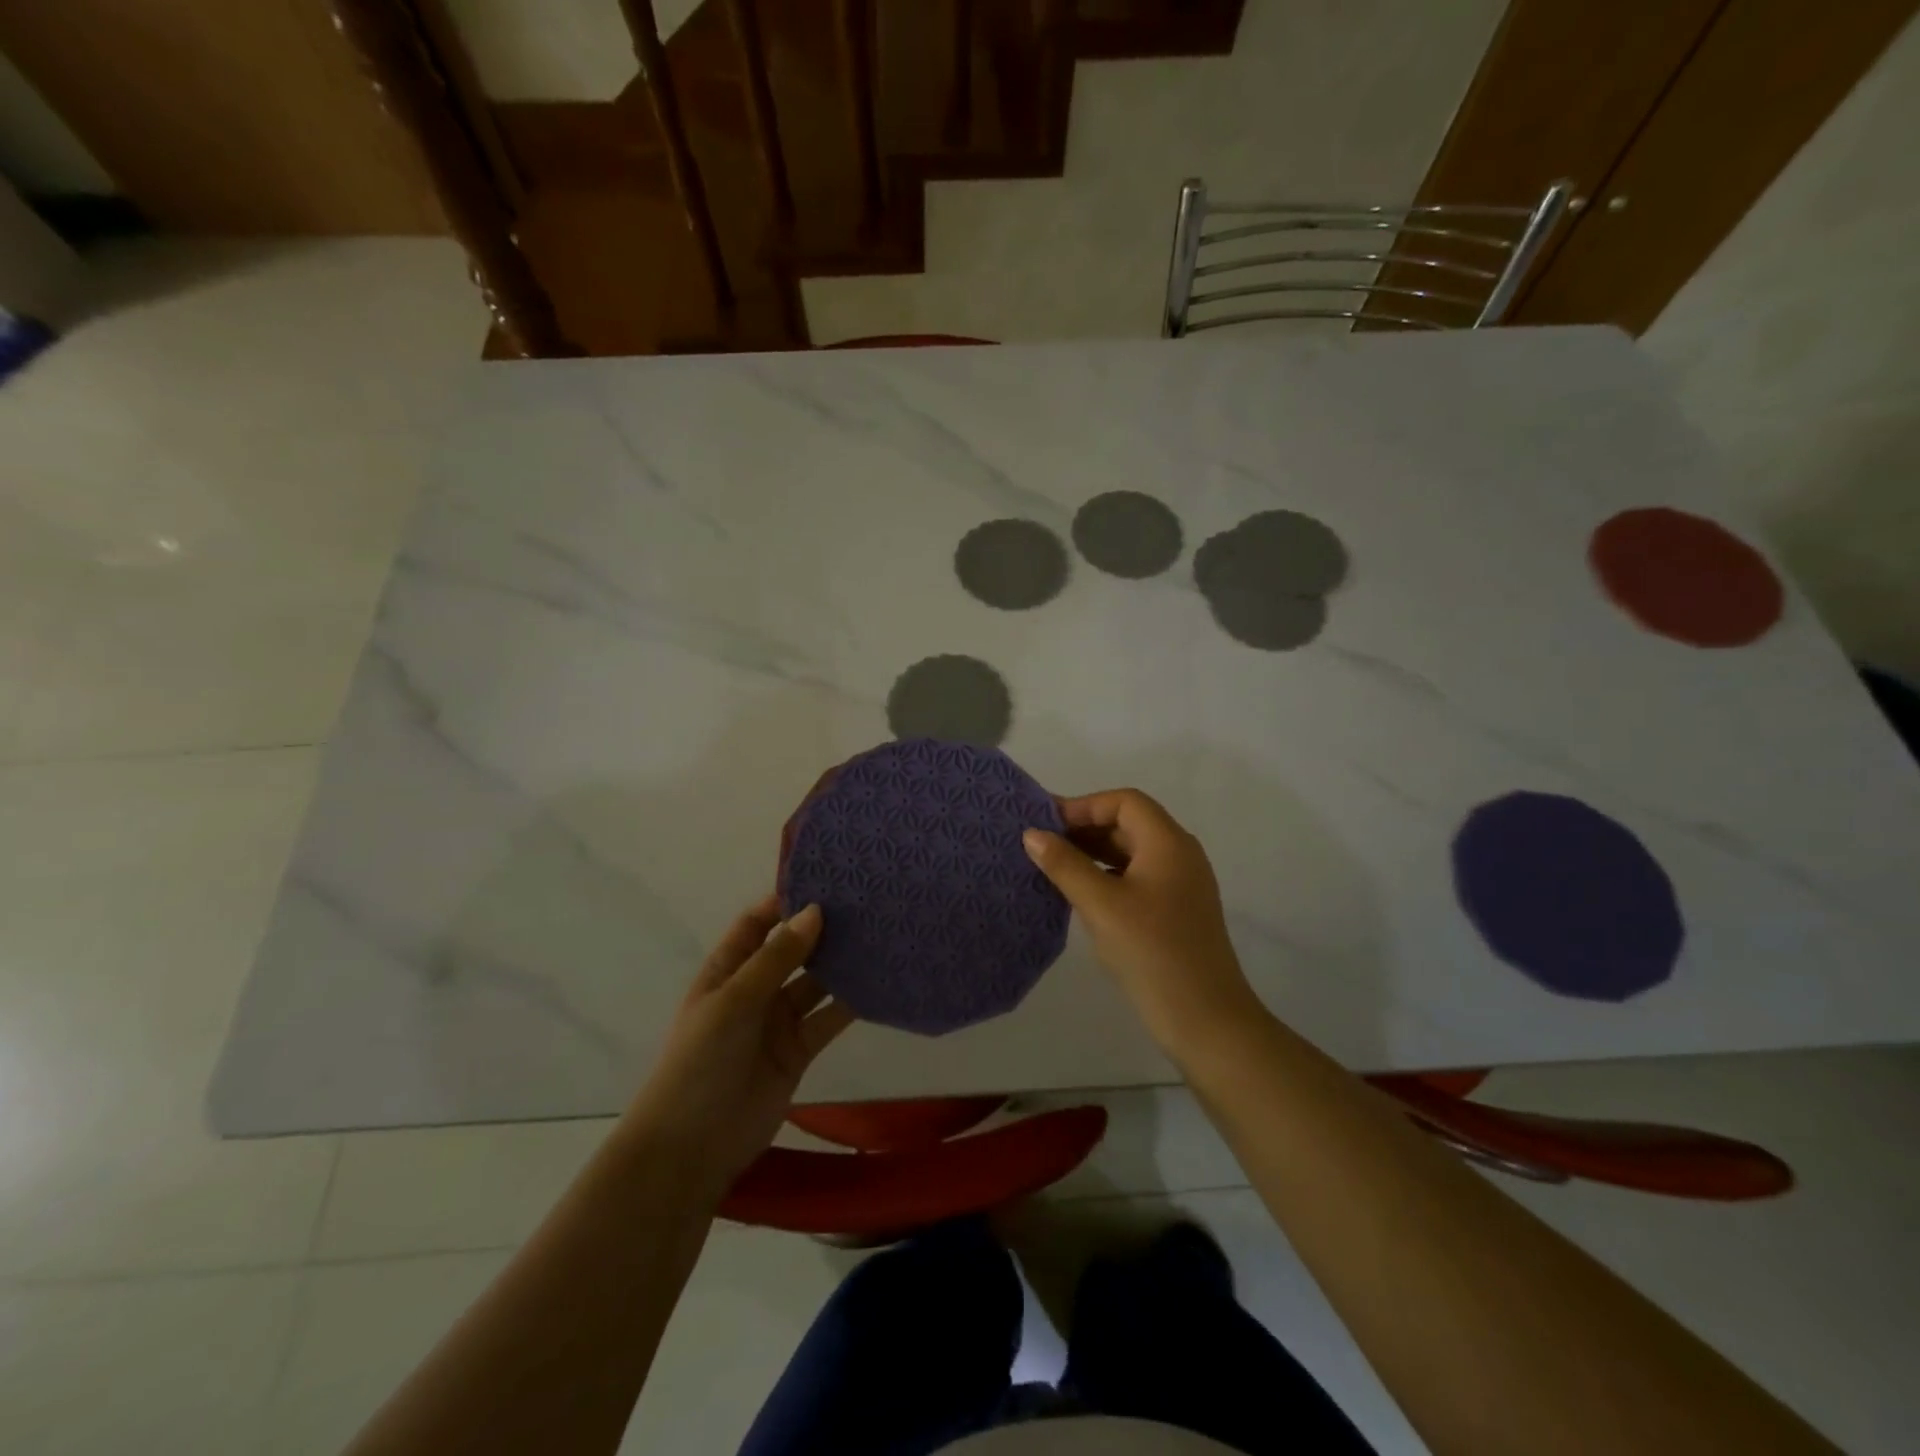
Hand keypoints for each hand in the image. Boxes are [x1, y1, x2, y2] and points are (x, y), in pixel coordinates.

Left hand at [627, 898, 854, 1201]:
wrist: (691, 1150)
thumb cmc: (699, 1063)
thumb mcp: (733, 1002)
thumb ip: (776, 958)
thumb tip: (815, 911)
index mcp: (726, 971)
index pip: (756, 924)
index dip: (784, 902)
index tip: (825, 881)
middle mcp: (754, 990)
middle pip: (792, 950)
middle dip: (821, 930)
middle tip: (864, 904)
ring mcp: (778, 1021)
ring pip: (816, 982)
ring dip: (841, 964)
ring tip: (879, 935)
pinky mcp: (800, 1050)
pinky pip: (829, 1018)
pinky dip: (852, 1003)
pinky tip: (880, 983)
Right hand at [1023, 789, 1262, 1059]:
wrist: (1207, 1021)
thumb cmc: (1153, 953)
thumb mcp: (1102, 905)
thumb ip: (1065, 865)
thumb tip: (1032, 834)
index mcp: (1169, 843)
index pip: (1124, 802)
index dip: (1084, 806)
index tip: (1046, 825)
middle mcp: (1179, 855)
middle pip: (1128, 823)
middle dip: (1084, 828)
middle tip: (1041, 843)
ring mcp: (1180, 885)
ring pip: (1131, 852)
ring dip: (1093, 853)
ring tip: (1052, 865)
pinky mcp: (1175, 912)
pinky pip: (1136, 878)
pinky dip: (1106, 876)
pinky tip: (1079, 894)